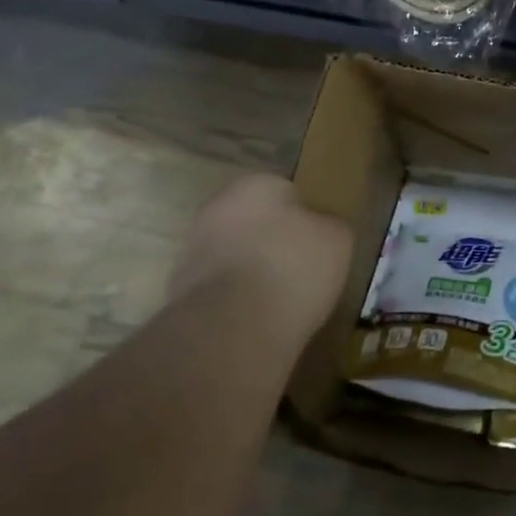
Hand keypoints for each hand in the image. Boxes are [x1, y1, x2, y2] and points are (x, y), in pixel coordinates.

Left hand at [170, 173, 350, 346]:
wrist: (233, 330)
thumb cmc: (293, 268)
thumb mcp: (337, 239)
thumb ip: (329, 225)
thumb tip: (321, 228)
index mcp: (254, 184)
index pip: (286, 191)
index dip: (305, 216)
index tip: (318, 241)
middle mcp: (216, 208)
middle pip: (255, 222)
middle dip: (273, 241)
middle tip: (302, 269)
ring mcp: (192, 251)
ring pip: (234, 255)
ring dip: (252, 271)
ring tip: (281, 301)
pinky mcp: (179, 292)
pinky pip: (220, 289)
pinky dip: (236, 300)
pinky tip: (258, 319)